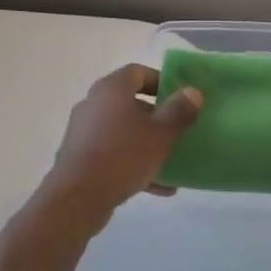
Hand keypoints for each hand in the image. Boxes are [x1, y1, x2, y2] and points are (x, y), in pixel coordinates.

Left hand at [42, 64, 201, 221]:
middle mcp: (93, 104)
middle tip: (177, 130)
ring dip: (147, 144)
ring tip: (171, 162)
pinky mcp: (80, 157)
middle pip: (130, 102)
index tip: (180, 98)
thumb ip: (179, 111)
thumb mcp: (160, 134)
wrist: (77, 198)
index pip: (137, 72)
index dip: (161, 81)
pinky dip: (133, 163)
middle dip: (157, 117)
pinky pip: (113, 153)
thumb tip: (193, 92)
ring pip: (123, 131)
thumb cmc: (123, 155)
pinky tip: (157, 187)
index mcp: (111, 89)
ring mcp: (84, 131)